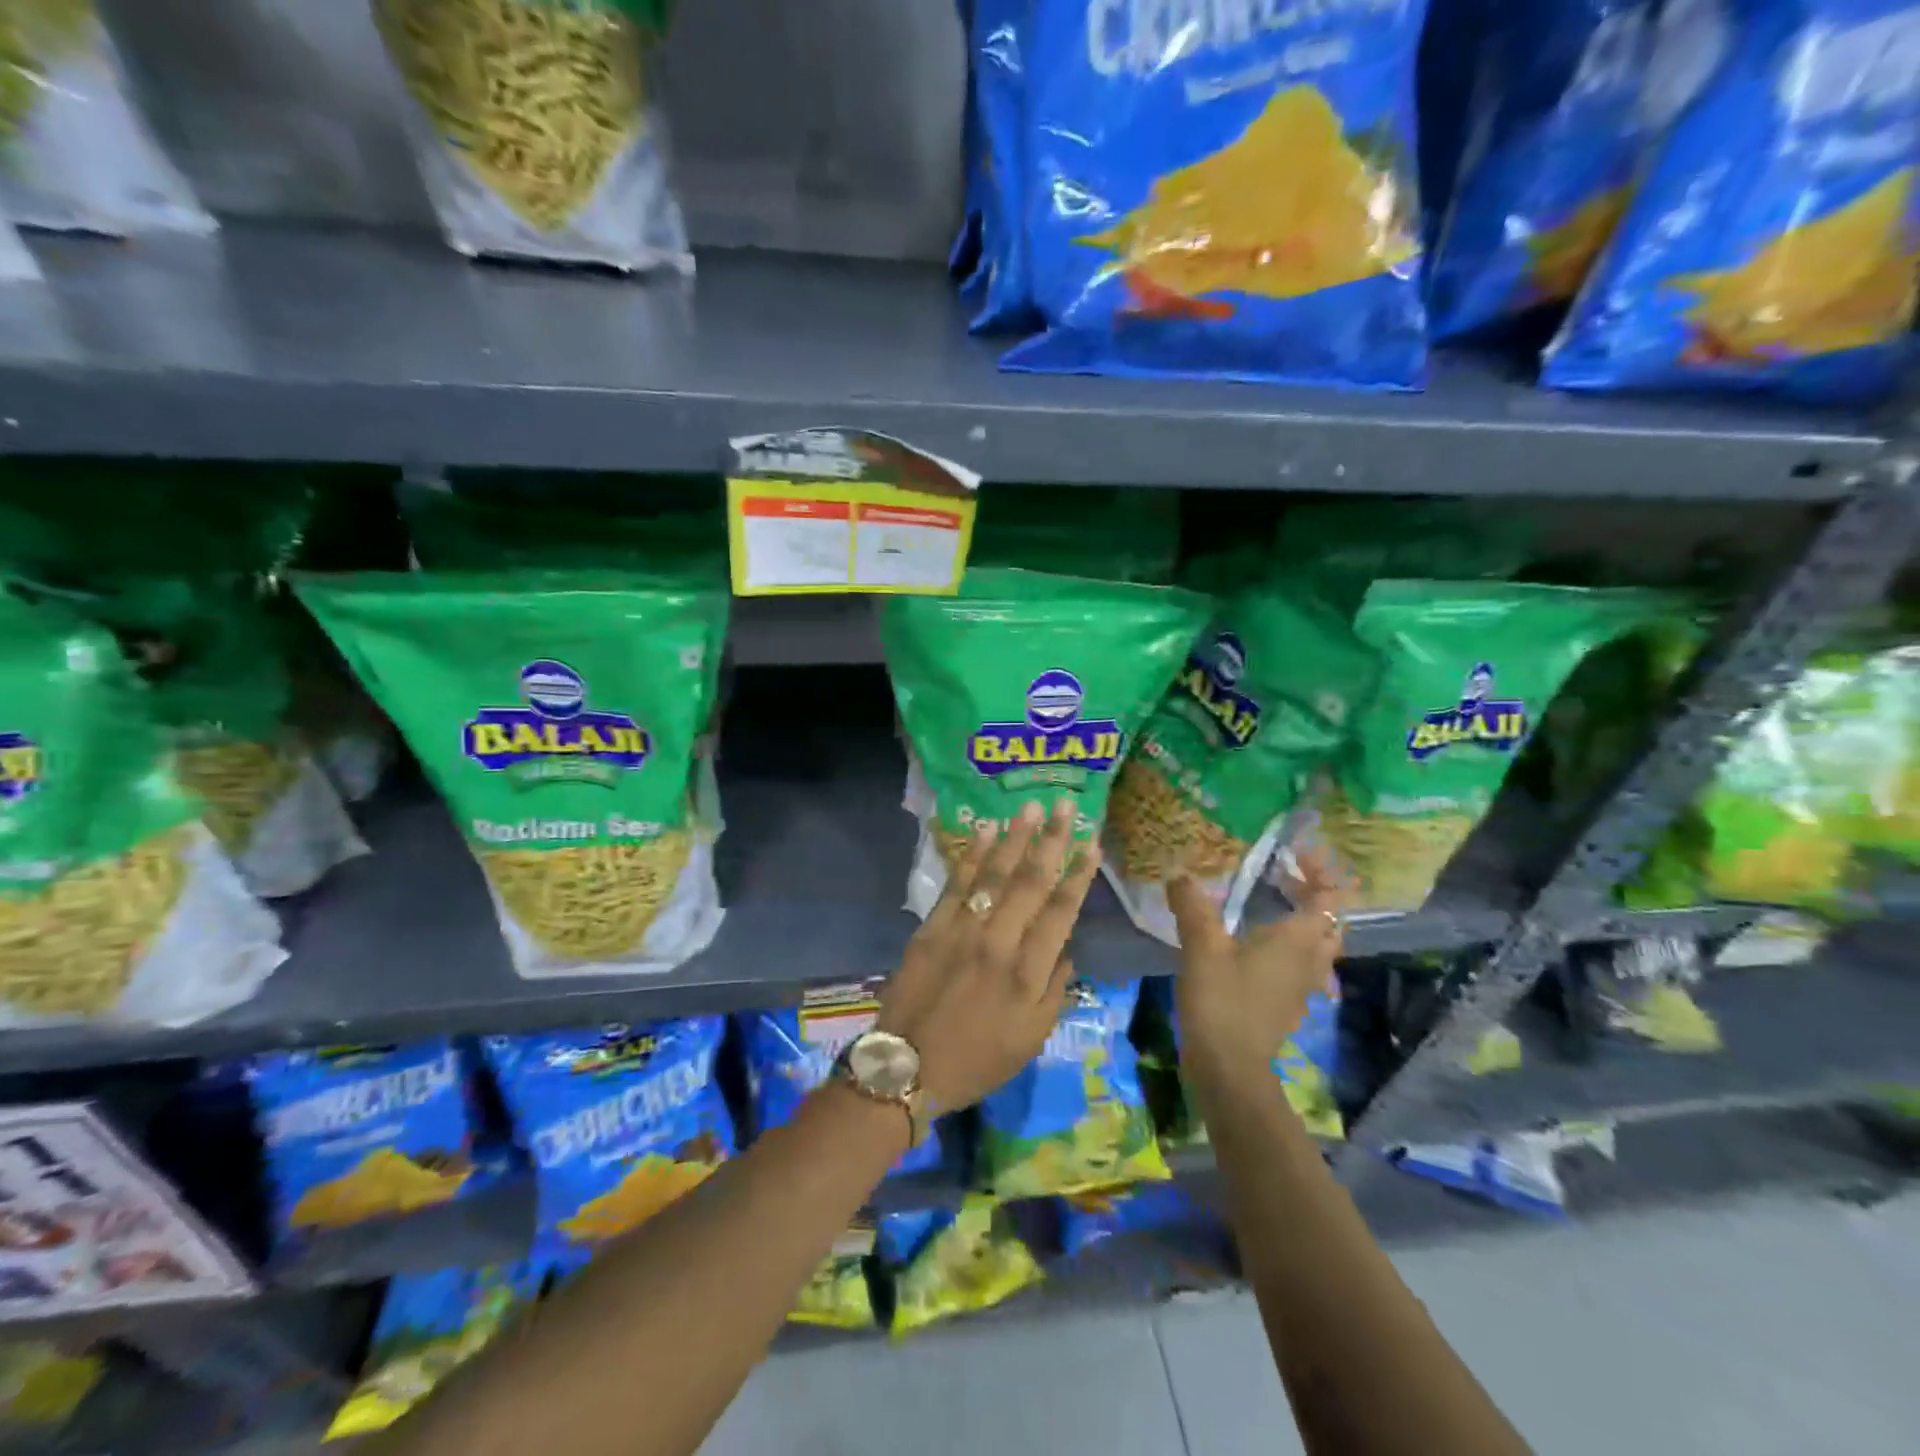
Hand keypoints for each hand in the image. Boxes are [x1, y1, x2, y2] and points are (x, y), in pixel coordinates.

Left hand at [877, 799, 1100, 1111]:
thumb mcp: (1030, 1040)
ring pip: (995, 874)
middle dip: (1052, 841)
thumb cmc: (976, 1060)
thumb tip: (1065, 950)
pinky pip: (957, 883)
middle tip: (1065, 805)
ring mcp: (964, 930)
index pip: (1061, 912)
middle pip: (1032, 882)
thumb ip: (1054, 991)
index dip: (1079, 875)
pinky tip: (986, 831)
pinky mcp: (933, 926)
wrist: (907, 1068)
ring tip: (1031, 807)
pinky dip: (973, 855)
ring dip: (1015, 838)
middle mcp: (1000, 942)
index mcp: (1029, 973)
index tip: (1092, 843)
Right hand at [1167, 846, 1343, 1095]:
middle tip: (1281, 875)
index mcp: (1298, 939)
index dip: (1319, 869)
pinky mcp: (1287, 1002)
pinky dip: (1290, 943)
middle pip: (1330, 919)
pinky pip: (1302, 963)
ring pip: (1318, 943)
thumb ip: (1192, 907)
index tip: (1291, 852)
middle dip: (1313, 892)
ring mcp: (1302, 985)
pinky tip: (1256, 942)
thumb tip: (1178, 875)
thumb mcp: (1202, 947)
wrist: (1229, 1067)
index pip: (1329, 895)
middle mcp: (1310, 959)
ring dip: (1304, 918)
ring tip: (1271, 903)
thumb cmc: (1222, 1001)